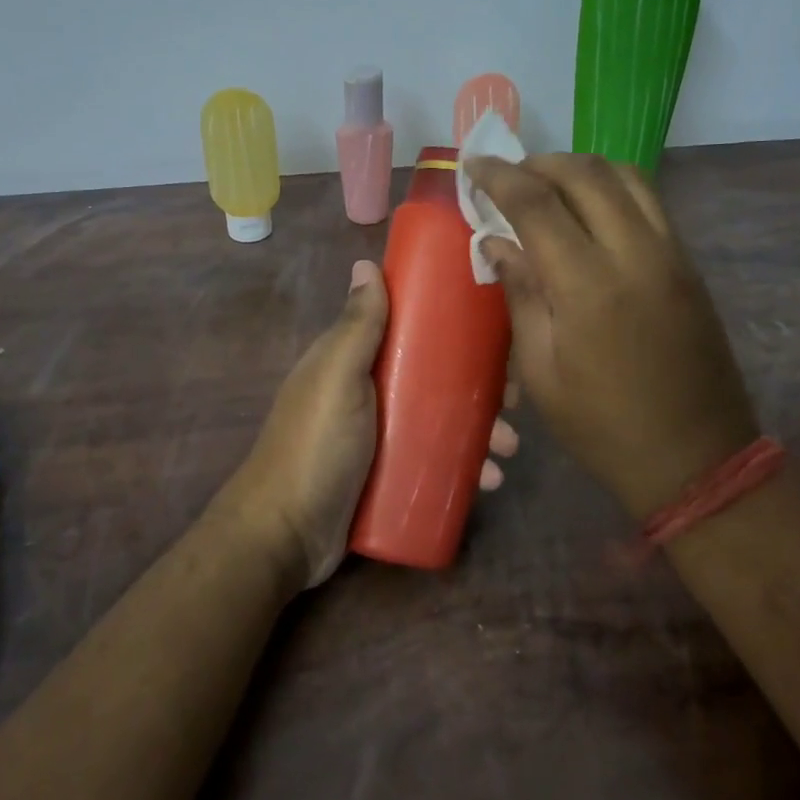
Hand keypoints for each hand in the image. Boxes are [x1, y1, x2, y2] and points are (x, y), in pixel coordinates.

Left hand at [223, 259, 520, 588]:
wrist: (285, 535)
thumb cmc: (315, 446)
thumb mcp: (337, 378)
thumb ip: (356, 327)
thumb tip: (367, 263)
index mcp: (354, 360)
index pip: (410, 329)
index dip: (451, 327)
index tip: (494, 336)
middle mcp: (369, 392)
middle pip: (434, 377)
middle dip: (478, 387)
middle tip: (514, 402)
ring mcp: (379, 436)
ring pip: (441, 420)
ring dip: (480, 429)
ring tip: (507, 449)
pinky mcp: (389, 475)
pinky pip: (435, 460)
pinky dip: (464, 466)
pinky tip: (489, 479)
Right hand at [463, 153, 756, 518]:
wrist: (697, 458)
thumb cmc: (603, 426)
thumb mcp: (541, 372)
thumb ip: (521, 295)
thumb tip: (497, 242)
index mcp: (587, 285)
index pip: (537, 203)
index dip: (499, 176)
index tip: (473, 164)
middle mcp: (634, 253)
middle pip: (585, 173)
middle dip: (539, 163)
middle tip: (508, 175)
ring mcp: (671, 254)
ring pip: (626, 175)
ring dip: (580, 167)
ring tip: (547, 183)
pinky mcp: (689, 264)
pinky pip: (650, 201)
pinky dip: (613, 186)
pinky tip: (590, 208)